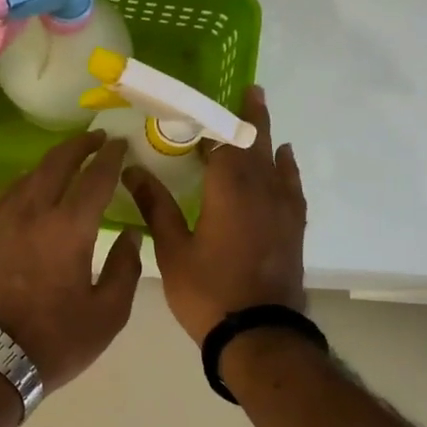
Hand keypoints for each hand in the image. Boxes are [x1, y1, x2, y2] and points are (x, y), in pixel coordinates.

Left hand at [0, 130, 144, 390]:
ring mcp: (4, 220)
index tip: (120, 144)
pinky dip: (28, 180)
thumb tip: (132, 234)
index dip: (110, 157)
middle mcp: (34, 212)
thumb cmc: (57, 340)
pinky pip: (10, 192)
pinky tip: (34, 186)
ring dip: (53, 160)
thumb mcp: (108, 313)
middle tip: (96, 138)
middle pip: (57, 163)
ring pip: (30, 173)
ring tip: (70, 158)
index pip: (95, 178)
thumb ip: (125, 268)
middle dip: (79, 146)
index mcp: (69, 228)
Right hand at [122, 85, 306, 343]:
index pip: (222, 140)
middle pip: (255, 143)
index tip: (204, 97)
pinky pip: (291, 185)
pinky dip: (286, 167)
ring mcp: (282, 209)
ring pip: (275, 161)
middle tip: (248, 90)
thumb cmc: (208, 292)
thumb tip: (133, 170)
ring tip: (259, 114)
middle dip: (249, 115)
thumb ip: (156, 206)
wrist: (259, 336)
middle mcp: (261, 190)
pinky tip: (284, 160)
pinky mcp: (292, 227)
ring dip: (266, 136)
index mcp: (229, 190)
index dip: (213, 117)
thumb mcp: (173, 250)